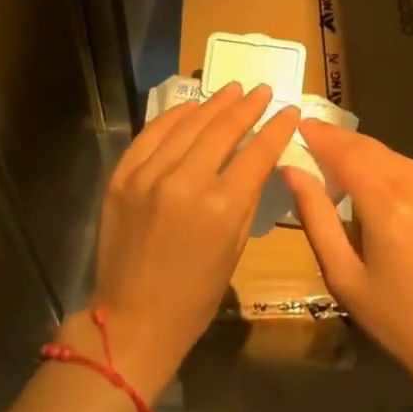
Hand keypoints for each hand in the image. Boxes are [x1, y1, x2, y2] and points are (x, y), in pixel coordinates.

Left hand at [68, 84, 299, 401]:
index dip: (276, 128)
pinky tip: (191, 107)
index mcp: (219, 208)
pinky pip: (151, 134)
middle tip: (262, 90)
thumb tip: (258, 158)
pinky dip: (174, 117)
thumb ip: (247, 196)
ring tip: (232, 90)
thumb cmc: (194, 296)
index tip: (289, 110)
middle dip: (246, 106)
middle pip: (222, 129)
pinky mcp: (122, 176)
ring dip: (213, 104)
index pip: (256, 153)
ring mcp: (148, 176)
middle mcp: (183, 183)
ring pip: (186, 125)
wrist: (131, 321)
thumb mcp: (234, 248)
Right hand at [284, 121, 412, 409]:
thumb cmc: (400, 322)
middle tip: (315, 141)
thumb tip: (292, 171)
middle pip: (371, 148)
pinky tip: (389, 198)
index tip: (300, 125)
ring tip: (347, 172)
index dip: (322, 136)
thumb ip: (315, 218)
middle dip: (341, 142)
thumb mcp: (345, 278)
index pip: (347, 153)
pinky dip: (397, 175)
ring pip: (396, 158)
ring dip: (369, 159)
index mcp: (388, 205)